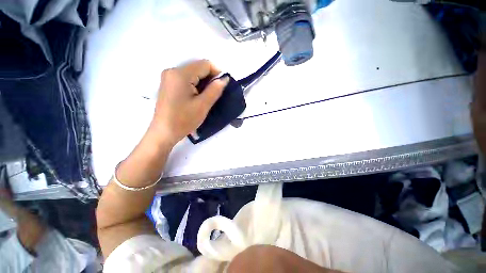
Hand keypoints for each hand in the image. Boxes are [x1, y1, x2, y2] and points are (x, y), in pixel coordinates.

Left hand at [150, 60, 228, 145]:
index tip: (222, 86)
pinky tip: (196, 97)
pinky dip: (195, 85)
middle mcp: (172, 70)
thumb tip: (225, 78)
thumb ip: (215, 89)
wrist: (164, 132)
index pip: (204, 64)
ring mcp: (168, 77)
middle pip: (197, 68)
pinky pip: (186, 79)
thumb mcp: (203, 105)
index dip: (217, 73)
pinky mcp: (168, 84)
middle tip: (213, 94)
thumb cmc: (184, 120)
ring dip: (203, 83)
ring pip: (193, 74)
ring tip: (205, 98)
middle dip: (209, 78)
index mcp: (180, 74)